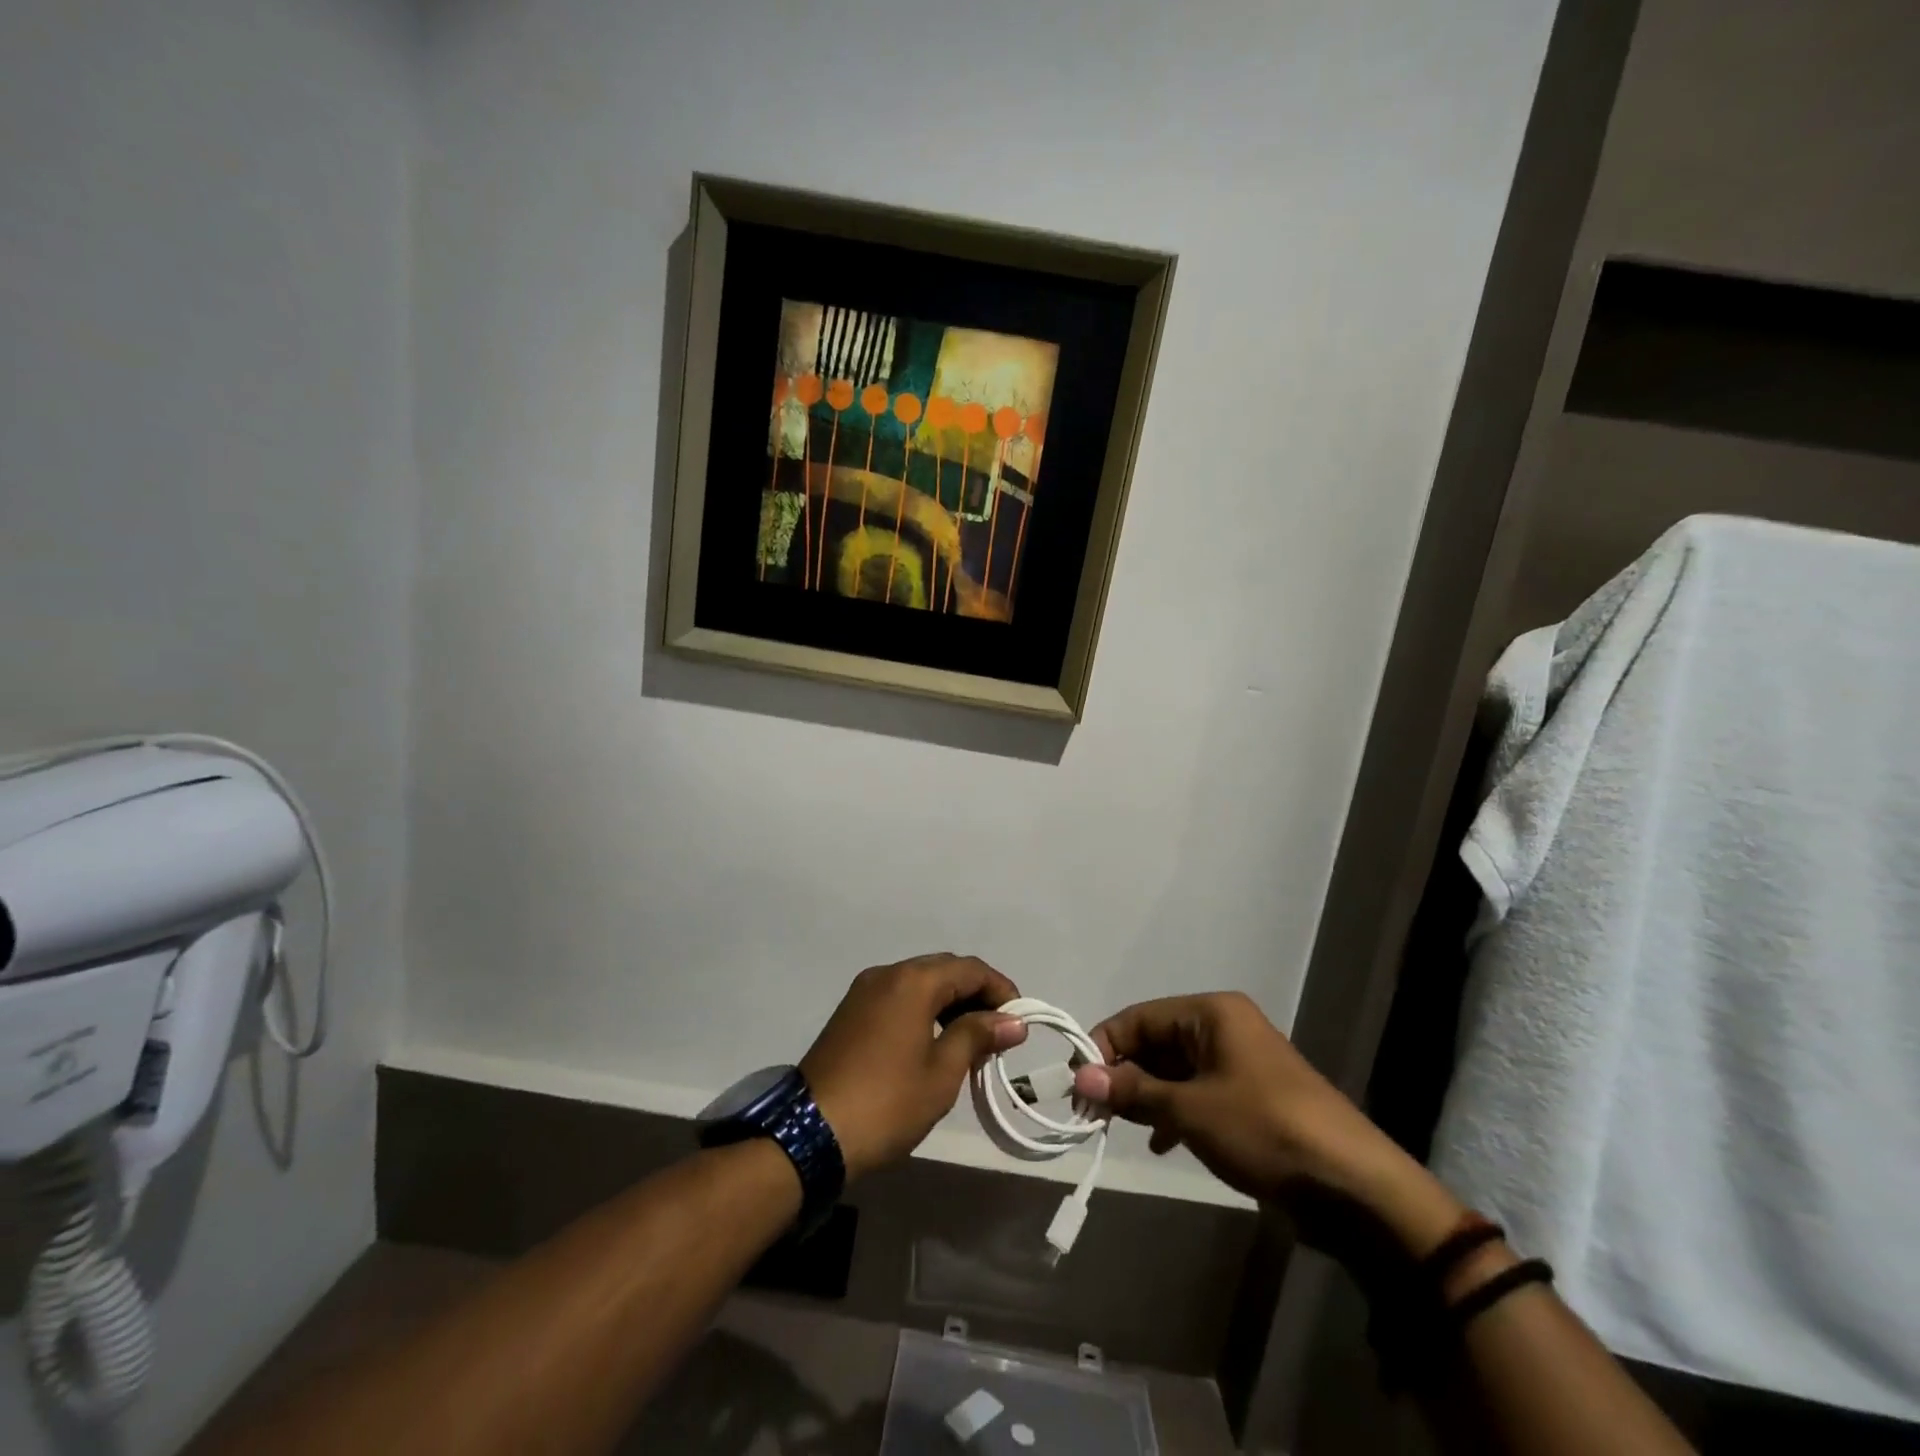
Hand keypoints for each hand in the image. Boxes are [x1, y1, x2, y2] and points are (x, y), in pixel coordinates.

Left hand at [801, 954, 1027, 1180]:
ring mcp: (864, 991)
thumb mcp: (941, 1072)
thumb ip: (977, 1036)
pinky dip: (924, 1009)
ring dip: (949, 1002)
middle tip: (998, 1031)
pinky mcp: (851, 1012)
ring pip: (919, 982)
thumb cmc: (887, 1103)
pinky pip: (898, 996)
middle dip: (976, 994)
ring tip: (971, 1040)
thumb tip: (1013, 1021)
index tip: (1020, 1021)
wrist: (811, 1133)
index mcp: (912, 981)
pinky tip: (935, 1041)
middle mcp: (887, 973)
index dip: (1001, 989)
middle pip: (944, 969)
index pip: (969, 968)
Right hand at [1074, 993, 1463, 1256]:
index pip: (1138, 1017)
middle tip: (1093, 1112)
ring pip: (1175, 1069)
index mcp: (1211, 1012)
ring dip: (1146, 1095)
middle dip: (1123, 1074)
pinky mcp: (1250, 1097)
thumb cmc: (1264, 1130)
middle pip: (1156, 1041)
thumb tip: (1081, 1077)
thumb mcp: (1190, 1110)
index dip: (1104, 1047)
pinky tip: (1160, 1141)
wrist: (1352, 1187)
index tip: (1079, 1085)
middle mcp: (1224, 1027)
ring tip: (1120, 1127)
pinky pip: (1197, 1092)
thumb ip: (1133, 1090)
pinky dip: (1174, 1111)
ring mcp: (1240, 1062)